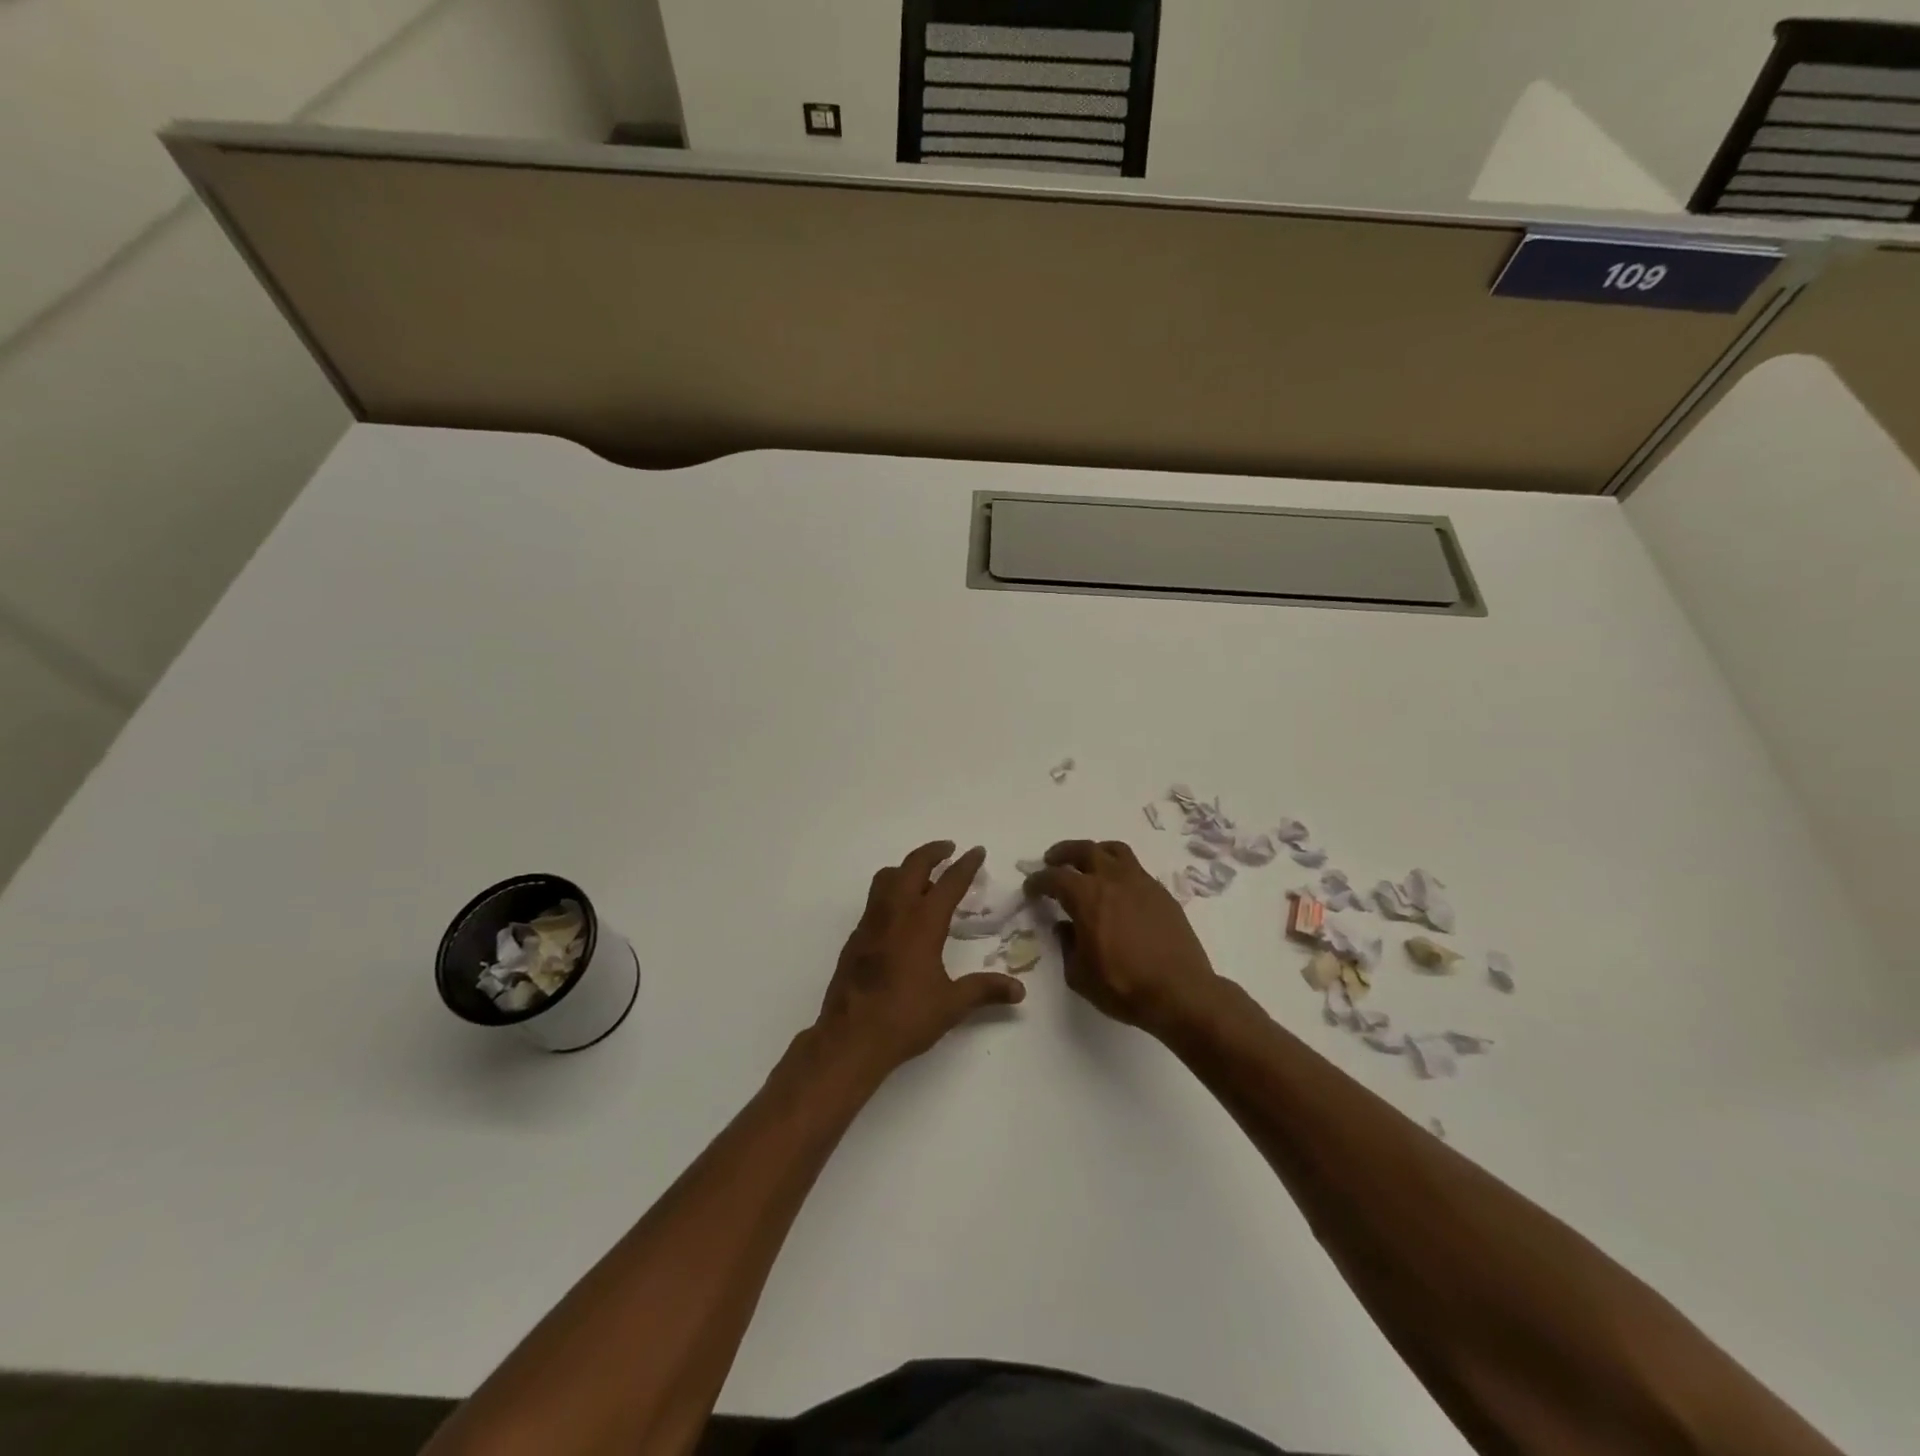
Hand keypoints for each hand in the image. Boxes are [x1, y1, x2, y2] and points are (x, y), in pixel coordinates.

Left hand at [816, 841, 1026, 1076]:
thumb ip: (985, 990)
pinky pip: (874, 900)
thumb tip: (1019, 990)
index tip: (977, 851)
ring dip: (906, 868)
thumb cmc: (905, 1018)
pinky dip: (890, 891)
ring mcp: (870, 923)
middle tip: (948, 849)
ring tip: (922, 876)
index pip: (948, 883)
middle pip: (912, 866)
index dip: (965, 865)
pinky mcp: (855, 938)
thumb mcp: (952, 1005)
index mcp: (922, 924)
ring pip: (886, 878)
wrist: (850, 1038)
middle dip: (932, 852)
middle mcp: (895, 914)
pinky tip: (900, 914)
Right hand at [1025, 840, 1219, 1032]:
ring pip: (1114, 851)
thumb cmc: (1124, 986)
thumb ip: (1067, 946)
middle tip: (1053, 860)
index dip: (1038, 881)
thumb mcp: (1079, 975)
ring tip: (1089, 862)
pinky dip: (1120, 870)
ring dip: (1095, 852)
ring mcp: (1141, 883)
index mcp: (1086, 897)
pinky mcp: (1161, 893)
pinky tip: (1118, 888)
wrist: (1181, 992)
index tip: (1031, 888)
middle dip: (1063, 853)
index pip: (1054, 878)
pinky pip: (1136, 869)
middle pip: (1084, 850)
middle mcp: (1112, 880)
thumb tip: (1066, 928)